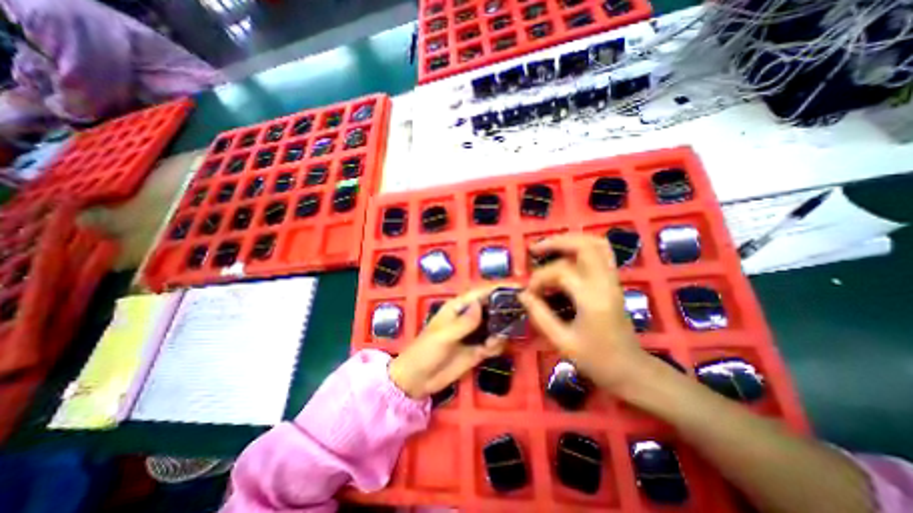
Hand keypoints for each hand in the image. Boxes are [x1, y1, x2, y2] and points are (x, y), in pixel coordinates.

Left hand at [388, 287, 510, 397]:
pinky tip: (490, 349)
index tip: (519, 287)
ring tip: (506, 334)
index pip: (482, 293)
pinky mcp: (477, 350)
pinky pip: (493, 344)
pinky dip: (496, 345)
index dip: (499, 288)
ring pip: (495, 326)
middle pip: (492, 307)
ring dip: (503, 329)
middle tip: (523, 312)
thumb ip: (464, 322)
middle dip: (506, 308)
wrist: (417, 379)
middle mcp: (469, 317)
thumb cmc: (426, 351)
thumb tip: (481, 305)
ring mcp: (474, 334)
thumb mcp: (444, 335)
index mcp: (459, 307)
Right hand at [521, 234, 648, 394]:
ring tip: (549, 247)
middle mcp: (605, 283)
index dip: (540, 278)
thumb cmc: (597, 360)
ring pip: (596, 244)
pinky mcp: (613, 282)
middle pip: (585, 245)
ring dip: (570, 240)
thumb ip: (540, 315)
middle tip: (534, 250)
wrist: (632, 371)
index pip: (561, 272)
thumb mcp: (562, 341)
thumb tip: (522, 295)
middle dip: (556, 242)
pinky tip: (566, 255)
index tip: (529, 293)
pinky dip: (582, 247)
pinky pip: (601, 253)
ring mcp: (613, 280)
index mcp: (593, 299)